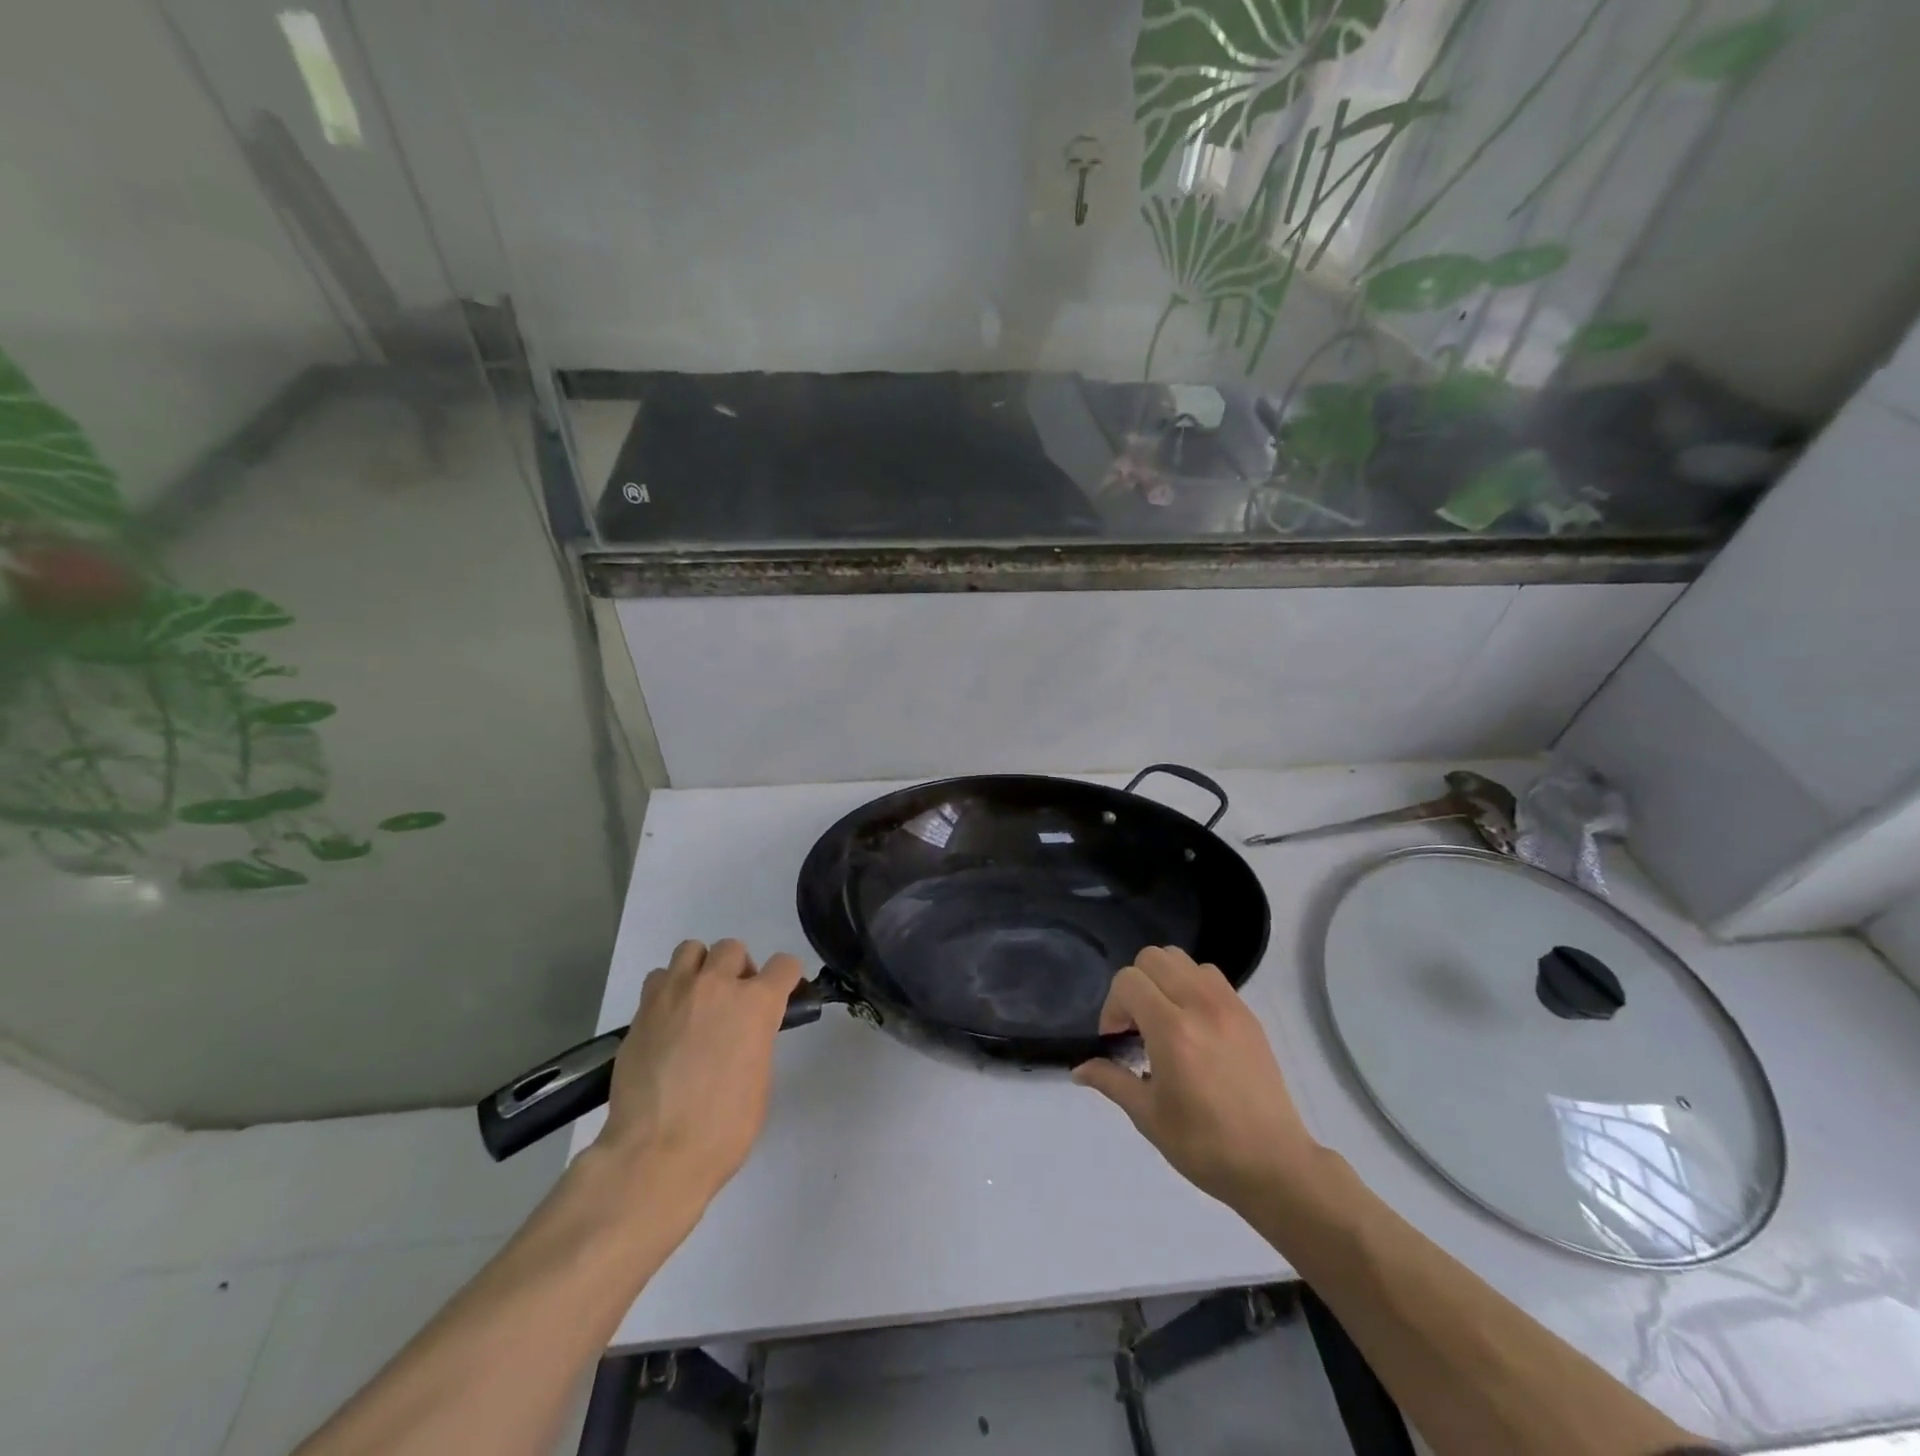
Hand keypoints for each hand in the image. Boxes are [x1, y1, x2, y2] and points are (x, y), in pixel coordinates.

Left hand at [596, 939, 803, 1210]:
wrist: (655, 1152)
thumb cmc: (723, 1128)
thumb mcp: (759, 1080)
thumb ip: (756, 1040)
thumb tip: (744, 1034)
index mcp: (757, 1004)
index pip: (785, 965)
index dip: (786, 979)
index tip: (782, 995)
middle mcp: (717, 986)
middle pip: (733, 948)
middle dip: (738, 970)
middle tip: (733, 1003)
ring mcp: (675, 993)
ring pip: (691, 949)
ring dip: (700, 968)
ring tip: (696, 1002)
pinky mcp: (642, 1010)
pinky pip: (659, 978)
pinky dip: (667, 989)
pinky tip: (667, 1020)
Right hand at [1073, 946, 1320, 1210]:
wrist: (1274, 1165)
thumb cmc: (1205, 1146)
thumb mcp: (1148, 1116)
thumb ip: (1111, 1080)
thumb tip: (1079, 1069)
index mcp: (1172, 1030)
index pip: (1128, 981)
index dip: (1112, 1006)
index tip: (1116, 1041)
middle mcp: (1200, 1005)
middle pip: (1153, 958)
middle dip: (1134, 986)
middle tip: (1136, 1026)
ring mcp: (1228, 1005)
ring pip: (1182, 959)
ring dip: (1163, 980)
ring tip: (1164, 1020)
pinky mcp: (1248, 1013)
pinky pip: (1210, 976)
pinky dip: (1191, 986)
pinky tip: (1193, 1026)